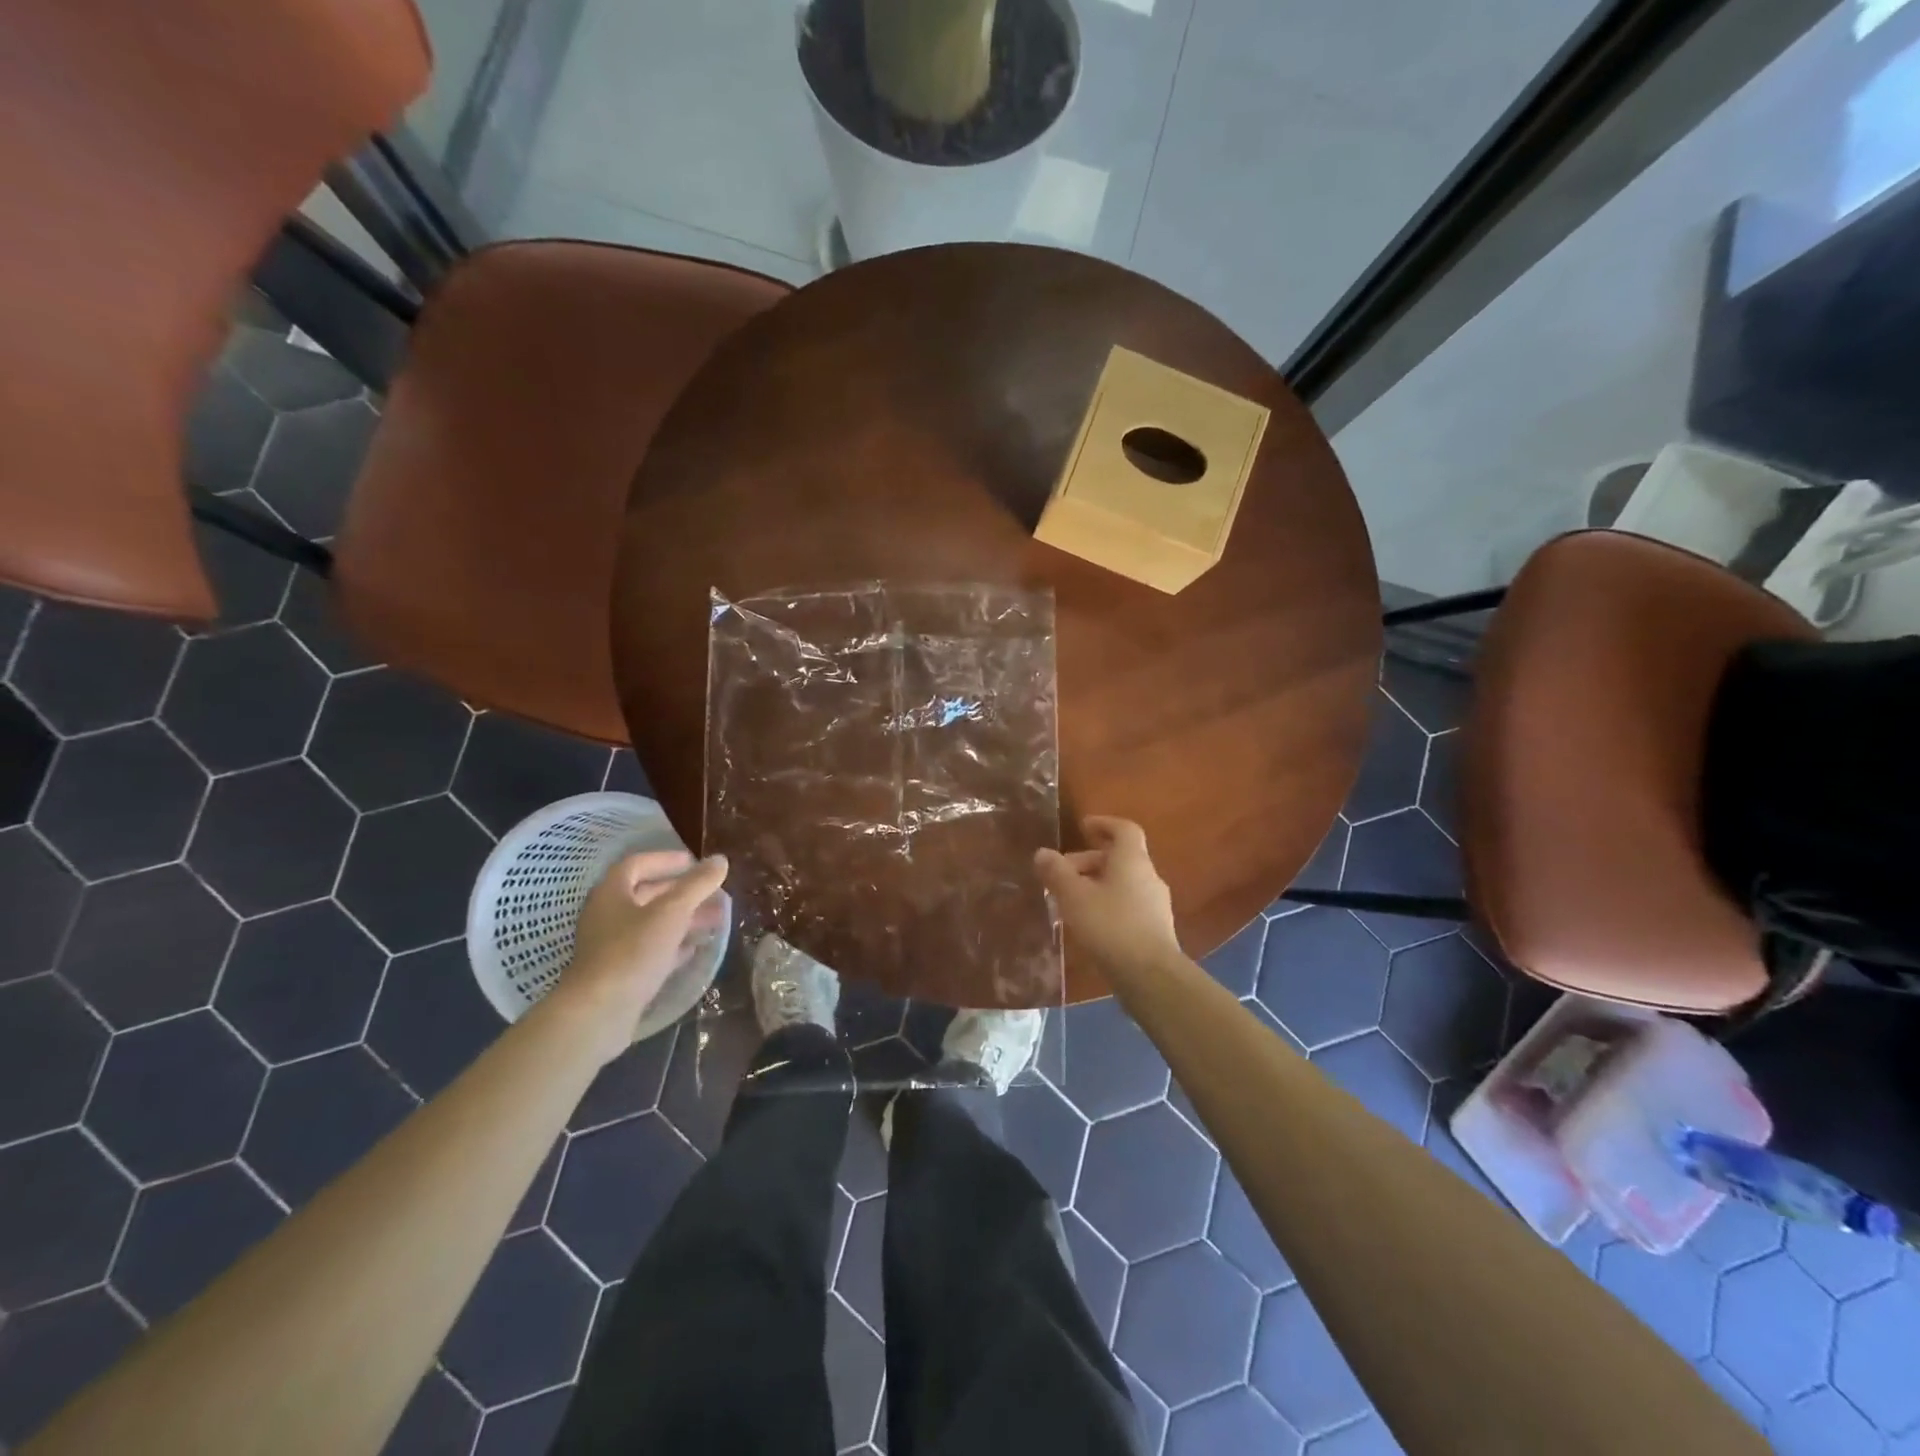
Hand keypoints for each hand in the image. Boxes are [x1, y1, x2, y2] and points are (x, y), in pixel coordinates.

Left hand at [551, 850, 728, 1064]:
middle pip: (646, 895)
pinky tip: (695, 948)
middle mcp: (607, 916)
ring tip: (714, 920)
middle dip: (681, 892)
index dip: (665, 860)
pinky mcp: (619, 973)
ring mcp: (610, 947)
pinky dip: (673, 945)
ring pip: (651, 924)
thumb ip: (697, 884)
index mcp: (611, 893)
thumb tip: (720, 860)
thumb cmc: (633, 952)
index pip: (637, 864)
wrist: (598, 1013)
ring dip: (682, 919)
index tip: (693, 862)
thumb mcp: (672, 912)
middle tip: (712, 893)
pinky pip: (650, 950)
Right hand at [1034, 817, 1178, 982]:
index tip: (1083, 827)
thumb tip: (1043, 853)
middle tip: (1061, 875)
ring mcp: (1156, 903)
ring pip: (1122, 883)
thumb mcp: (1074, 897)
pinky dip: (1108, 904)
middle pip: (1119, 858)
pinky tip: (1089, 924)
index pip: (1123, 829)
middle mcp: (1148, 876)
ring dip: (1096, 885)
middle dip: (1088, 862)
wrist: (1150, 975)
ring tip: (1070, 902)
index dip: (1104, 824)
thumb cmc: (1110, 926)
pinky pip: (1128, 904)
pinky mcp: (1155, 928)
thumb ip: (1057, 873)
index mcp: (1132, 860)